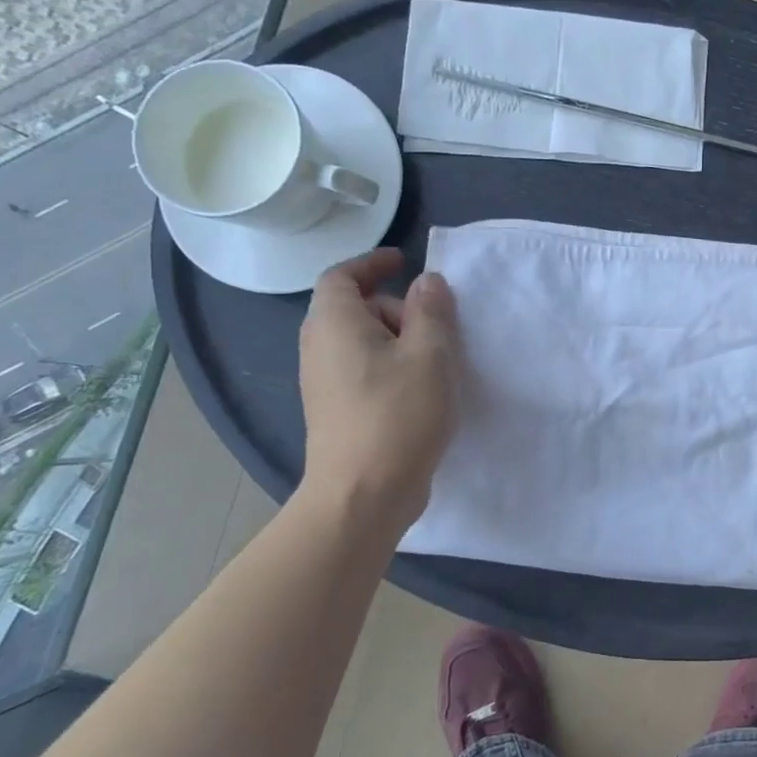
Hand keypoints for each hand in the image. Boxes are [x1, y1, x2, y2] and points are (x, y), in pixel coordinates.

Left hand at [298, 249, 458, 534]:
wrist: (363, 494)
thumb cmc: (398, 414)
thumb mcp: (430, 353)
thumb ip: (431, 310)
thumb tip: (427, 281)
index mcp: (335, 323)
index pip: (341, 276)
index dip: (371, 263)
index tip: (404, 262)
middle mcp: (319, 347)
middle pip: (354, 309)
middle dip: (396, 307)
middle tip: (438, 325)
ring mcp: (323, 383)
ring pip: (362, 343)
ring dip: (398, 340)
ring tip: (437, 361)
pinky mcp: (336, 411)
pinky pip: (363, 370)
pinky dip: (391, 366)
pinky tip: (421, 391)